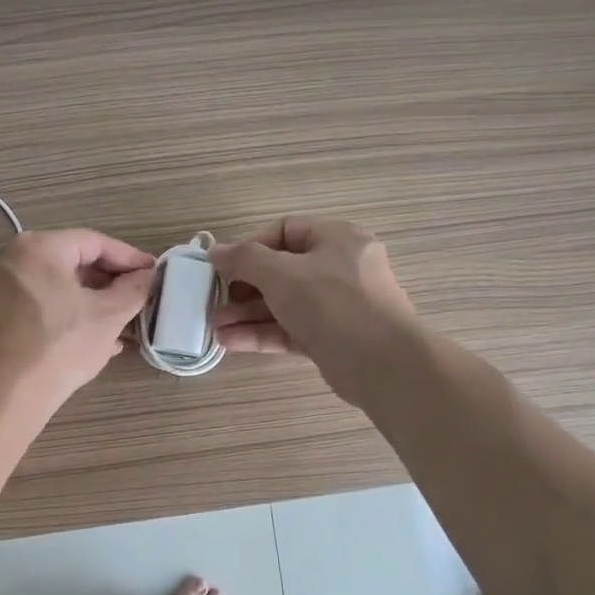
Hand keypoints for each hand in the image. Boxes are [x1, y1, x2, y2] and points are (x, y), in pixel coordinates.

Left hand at [0, 229, 156, 407]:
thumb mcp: (108, 316)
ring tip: (121, 323)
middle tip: (137, 298)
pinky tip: (91, 339)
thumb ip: (133, 289)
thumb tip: (147, 276)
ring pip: (56, 287)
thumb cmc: (61, 346)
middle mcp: (12, 259)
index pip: (94, 242)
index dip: (129, 257)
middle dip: (109, 282)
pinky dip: (67, 315)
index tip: (152, 273)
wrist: (7, 394)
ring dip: (91, 302)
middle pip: (72, 262)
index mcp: (39, 248)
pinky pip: (39, 305)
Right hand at [210, 216, 420, 401]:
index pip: (285, 230)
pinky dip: (262, 334)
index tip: (223, 267)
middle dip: (243, 288)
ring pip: (283, 304)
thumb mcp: (281, 273)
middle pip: (280, 271)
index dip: (250, 247)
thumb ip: (243, 259)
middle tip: (213, 301)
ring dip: (247, 314)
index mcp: (336, 238)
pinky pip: (290, 329)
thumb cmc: (331, 302)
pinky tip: (230, 342)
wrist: (380, 363)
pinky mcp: (330, 339)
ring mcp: (336, 306)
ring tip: (214, 327)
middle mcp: (338, 268)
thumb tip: (214, 251)